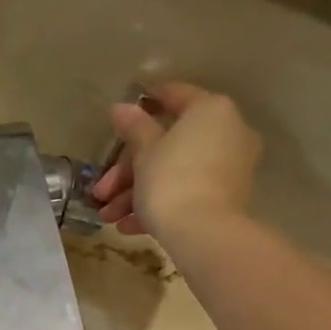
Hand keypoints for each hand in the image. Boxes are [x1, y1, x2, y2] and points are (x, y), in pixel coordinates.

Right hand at [90, 81, 260, 237]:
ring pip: (174, 172)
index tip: (121, 112)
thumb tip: (121, 107)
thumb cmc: (171, 181)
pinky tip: (128, 227)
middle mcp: (227, 133)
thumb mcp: (144, 152)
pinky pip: (187, 192)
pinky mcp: (226, 198)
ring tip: (108, 217)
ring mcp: (229, 168)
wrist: (203, 234)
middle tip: (101, 191)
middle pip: (168, 144)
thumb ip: (133, 127)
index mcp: (210, 111)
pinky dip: (158, 204)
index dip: (145, 101)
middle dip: (127, 170)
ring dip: (135, 193)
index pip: (174, 95)